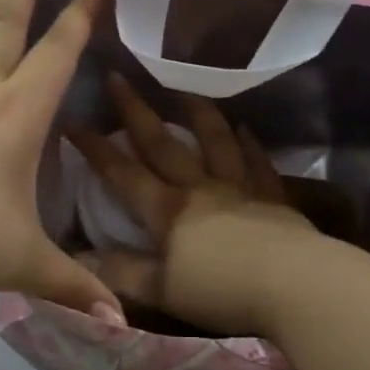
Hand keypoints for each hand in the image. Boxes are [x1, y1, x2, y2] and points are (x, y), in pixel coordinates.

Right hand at [66, 75, 322, 337]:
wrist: (296, 284)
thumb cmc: (223, 291)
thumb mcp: (162, 290)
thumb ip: (121, 273)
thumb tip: (78, 259)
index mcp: (167, 210)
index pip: (123, 174)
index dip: (97, 149)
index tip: (74, 122)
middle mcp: (199, 188)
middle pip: (163, 144)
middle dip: (136, 112)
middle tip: (118, 78)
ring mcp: (239, 188)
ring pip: (214, 141)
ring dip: (197, 114)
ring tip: (184, 92)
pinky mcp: (272, 197)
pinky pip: (256, 162)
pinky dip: (249, 144)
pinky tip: (245, 129)